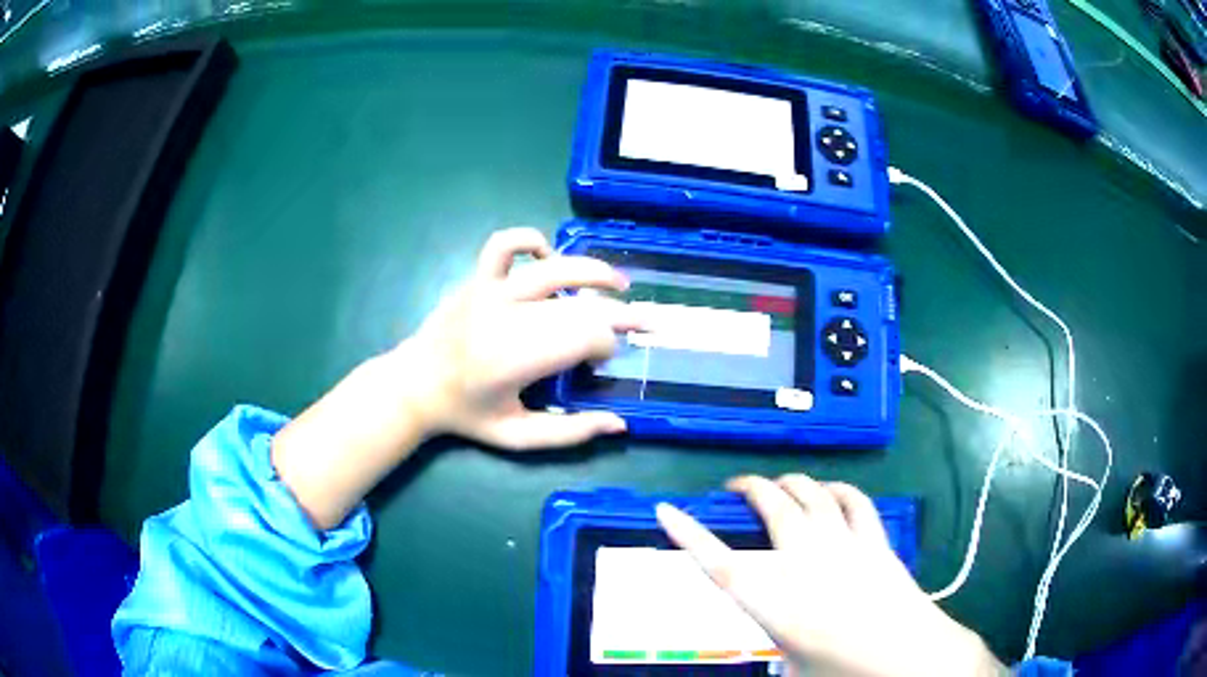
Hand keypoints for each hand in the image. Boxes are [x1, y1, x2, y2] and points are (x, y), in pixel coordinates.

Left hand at [273, 227, 636, 528]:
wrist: (413, 385)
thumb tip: (620, 424)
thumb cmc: (466, 415)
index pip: (584, 338)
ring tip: (619, 283)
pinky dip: (531, 242)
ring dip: (593, 272)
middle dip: (616, 315)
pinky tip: (549, 258)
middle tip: (639, 325)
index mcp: (516, 361)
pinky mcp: (476, 279)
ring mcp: (489, 292)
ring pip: (553, 269)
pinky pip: (504, 245)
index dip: (607, 346)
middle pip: (578, 307)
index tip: (605, 361)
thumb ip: (569, 434)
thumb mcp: (517, 437)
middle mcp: (506, 318)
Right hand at [657, 475, 1006, 676]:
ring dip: (791, 482)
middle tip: (738, 488)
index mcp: (775, 602)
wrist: (907, 655)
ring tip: (780, 485)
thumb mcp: (794, 666)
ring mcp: (844, 545)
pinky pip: (853, 500)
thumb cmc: (843, 670)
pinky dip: (836, 490)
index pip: (719, 563)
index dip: (688, 535)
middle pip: (771, 507)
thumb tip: (776, 637)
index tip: (665, 510)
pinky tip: (830, 492)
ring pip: (811, 493)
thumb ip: (779, 644)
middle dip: (750, 488)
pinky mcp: (874, 540)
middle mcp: (805, 563)